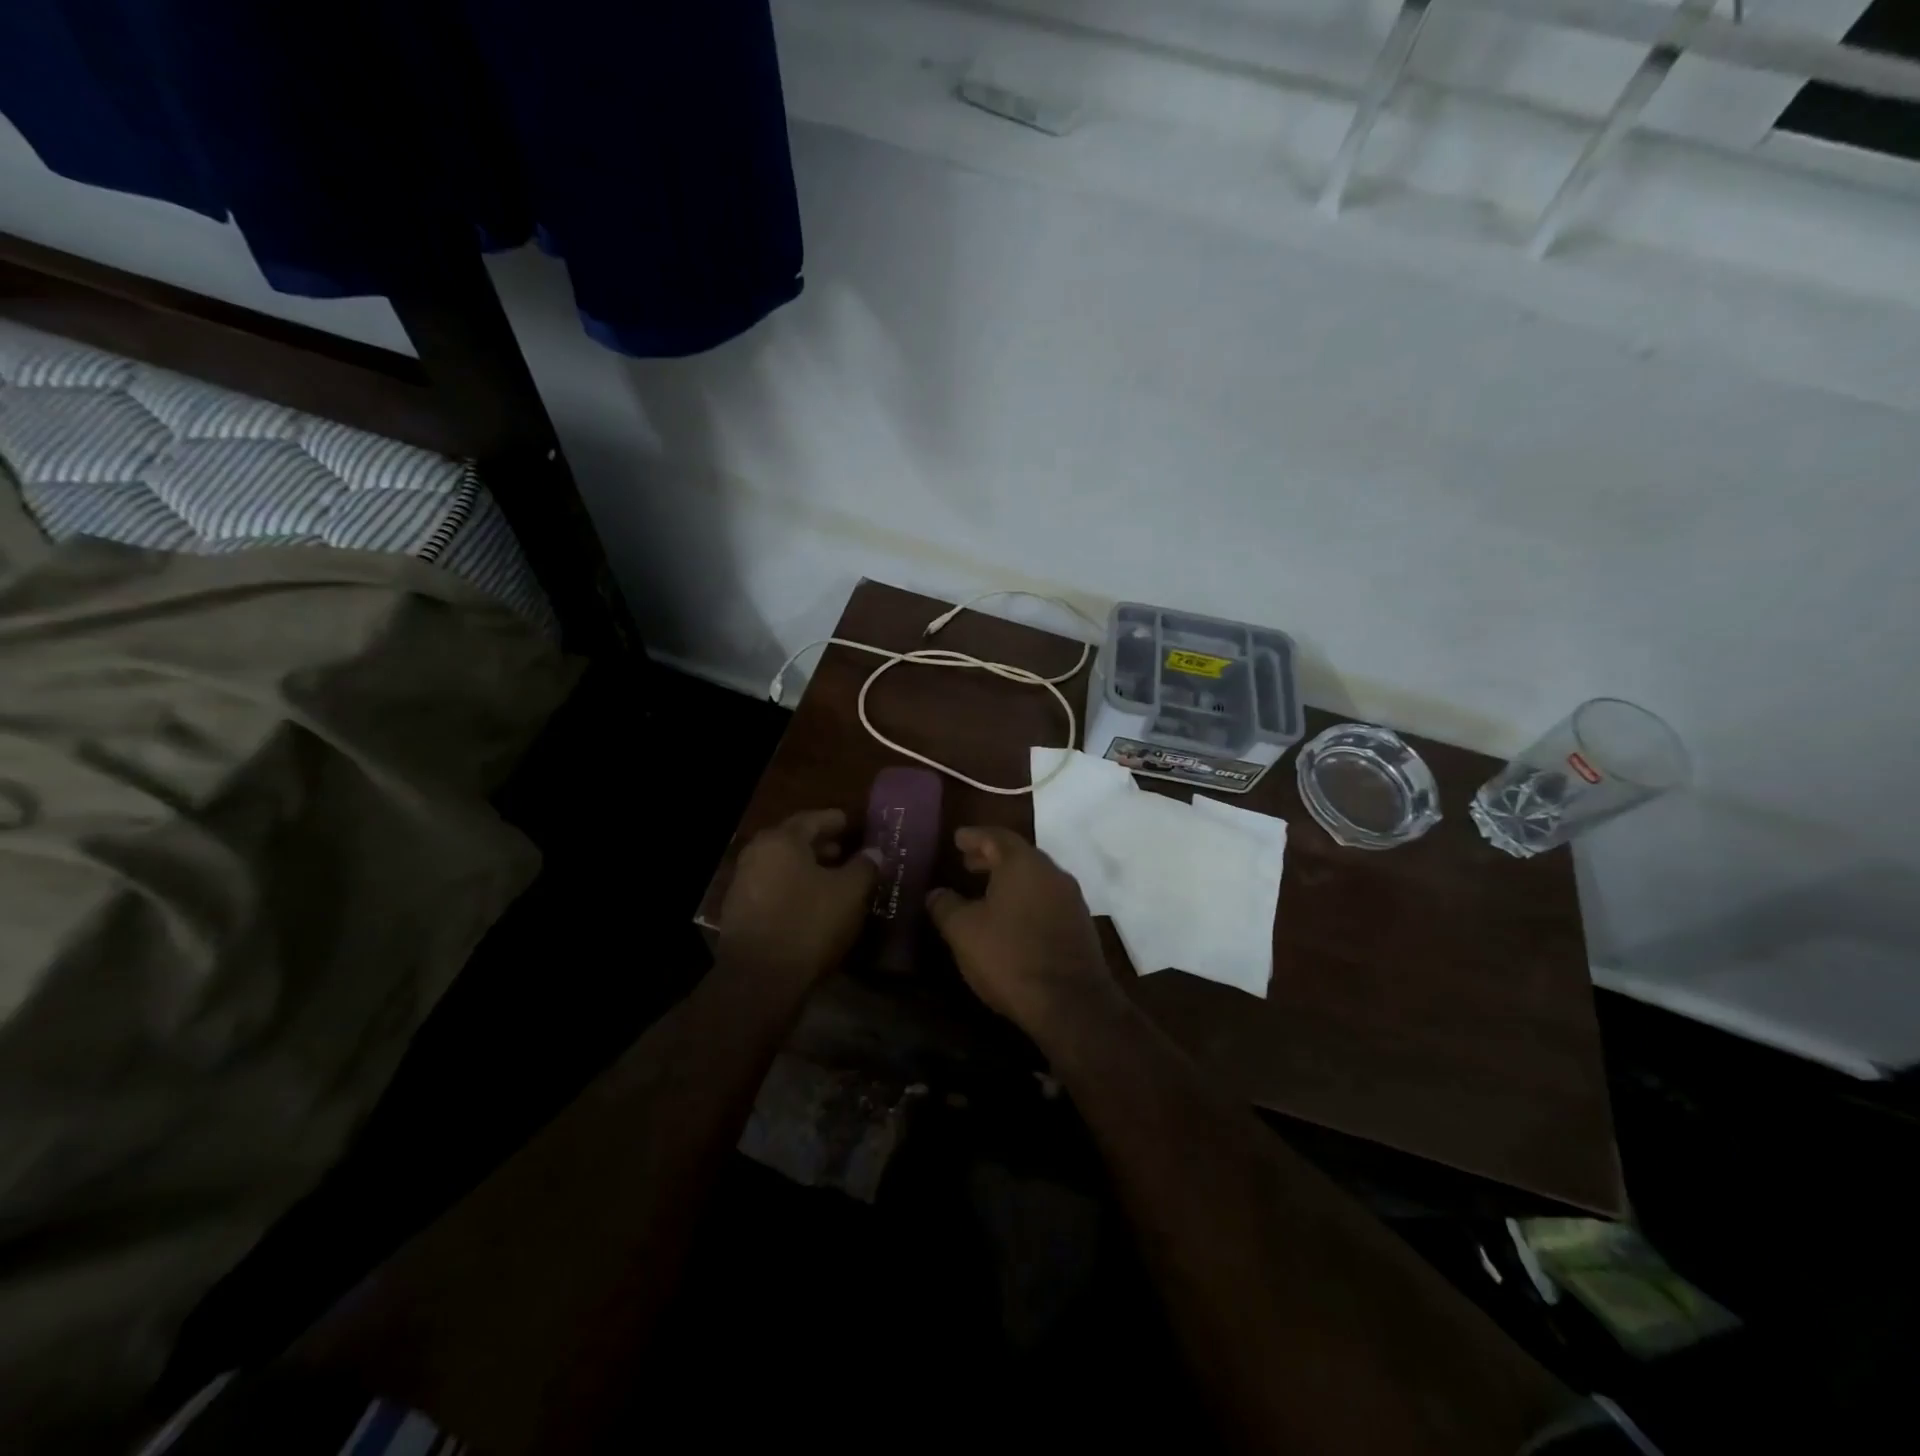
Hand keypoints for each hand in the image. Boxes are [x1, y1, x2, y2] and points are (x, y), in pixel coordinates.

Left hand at [718, 809, 878, 985]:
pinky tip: (814, 903)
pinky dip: (794, 888)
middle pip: (793, 841)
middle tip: (846, 851)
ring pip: (782, 867)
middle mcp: (756, 854)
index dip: (835, 821)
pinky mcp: (740, 913)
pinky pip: (773, 888)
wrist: (760, 979)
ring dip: (808, 869)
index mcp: (780, 840)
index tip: (852, 823)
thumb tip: (874, 852)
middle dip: (821, 845)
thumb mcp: (850, 893)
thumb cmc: (809, 923)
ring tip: (834, 878)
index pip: (812, 819)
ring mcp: (743, 884)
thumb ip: (865, 867)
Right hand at [926, 826, 1120, 1034]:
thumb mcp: (963, 931)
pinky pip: (1046, 899)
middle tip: (967, 863)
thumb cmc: (1010, 956)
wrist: (1071, 1003)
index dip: (974, 836)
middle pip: (1018, 855)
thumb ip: (945, 905)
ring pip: (1034, 878)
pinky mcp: (1079, 925)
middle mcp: (1051, 872)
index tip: (957, 838)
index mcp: (1023, 863)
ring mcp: (1070, 899)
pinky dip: (1025, 899)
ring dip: (1009, 879)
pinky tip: (1010, 919)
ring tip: (984, 892)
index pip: (996, 836)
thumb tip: (935, 893)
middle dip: (991, 857)